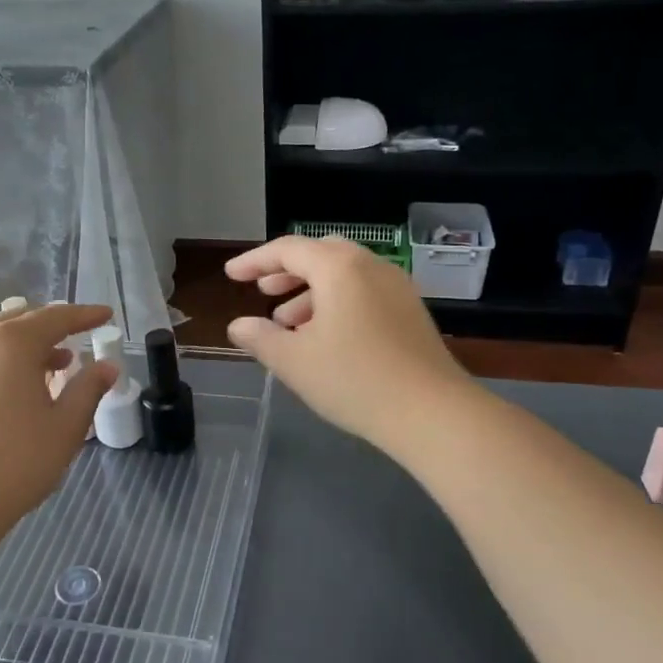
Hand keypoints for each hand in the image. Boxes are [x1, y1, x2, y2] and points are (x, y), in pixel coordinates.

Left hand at [0, 303, 117, 534]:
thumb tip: (108, 366)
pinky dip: (2, 359)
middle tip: (78, 339)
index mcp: (12, 342)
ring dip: (27, 344)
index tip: (106, 315)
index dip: (85, 315)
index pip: (57, 317)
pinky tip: (15, 387)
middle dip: (53, 327)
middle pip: (22, 320)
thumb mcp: (65, 427)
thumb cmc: (14, 464)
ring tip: (54, 366)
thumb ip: (89, 389)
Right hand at [226, 236, 468, 452]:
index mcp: (339, 268)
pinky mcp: (411, 312)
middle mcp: (371, 266)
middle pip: (321, 254)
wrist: (432, 412)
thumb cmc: (354, 380)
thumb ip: (260, 338)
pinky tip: (326, 338)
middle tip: (263, 292)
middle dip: (287, 271)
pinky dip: (337, 303)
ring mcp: (397, 288)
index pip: (288, 249)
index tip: (231, 275)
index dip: (254, 261)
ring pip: (345, 275)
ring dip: (311, 292)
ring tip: (288, 324)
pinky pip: (365, 293)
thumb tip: (238, 326)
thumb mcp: (294, 361)